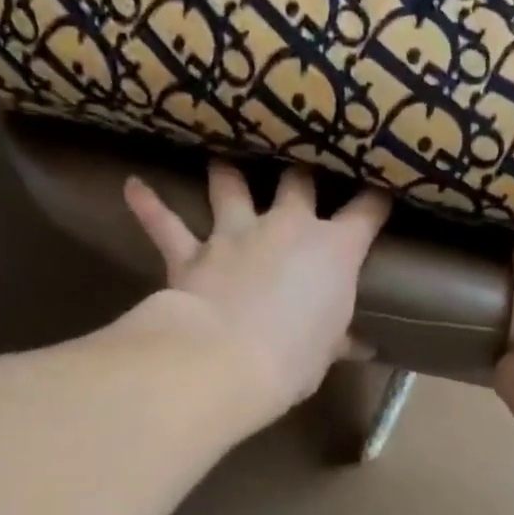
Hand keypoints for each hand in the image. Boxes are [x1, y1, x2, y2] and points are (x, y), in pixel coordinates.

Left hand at [123, 161, 389, 421]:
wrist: (227, 361)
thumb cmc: (295, 359)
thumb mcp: (327, 352)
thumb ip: (342, 340)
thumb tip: (365, 348)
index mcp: (333, 251)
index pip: (366, 213)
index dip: (376, 199)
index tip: (381, 190)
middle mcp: (287, 227)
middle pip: (298, 182)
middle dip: (302, 171)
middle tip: (301, 161)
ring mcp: (236, 233)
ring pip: (229, 185)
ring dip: (225, 170)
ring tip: (220, 153)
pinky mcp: (193, 252)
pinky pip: (166, 224)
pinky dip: (149, 206)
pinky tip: (132, 186)